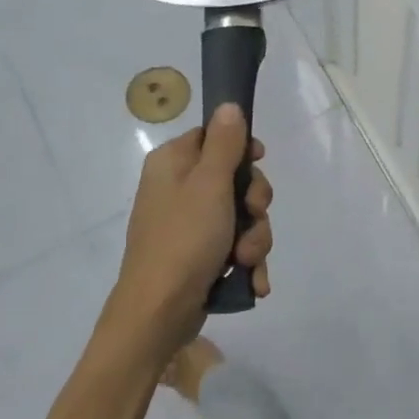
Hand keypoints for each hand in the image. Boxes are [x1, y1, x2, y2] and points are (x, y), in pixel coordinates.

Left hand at [102, 105, 272, 358]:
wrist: (159, 313)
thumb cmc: (184, 239)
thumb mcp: (210, 184)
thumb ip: (225, 143)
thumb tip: (229, 105)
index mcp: (173, 164)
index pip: (213, 137)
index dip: (242, 149)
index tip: (259, 161)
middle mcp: (179, 190)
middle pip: (235, 180)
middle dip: (254, 206)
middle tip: (252, 217)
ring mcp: (189, 226)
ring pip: (242, 218)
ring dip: (254, 239)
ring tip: (246, 262)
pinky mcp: (200, 257)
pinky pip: (236, 248)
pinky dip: (247, 263)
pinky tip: (252, 282)